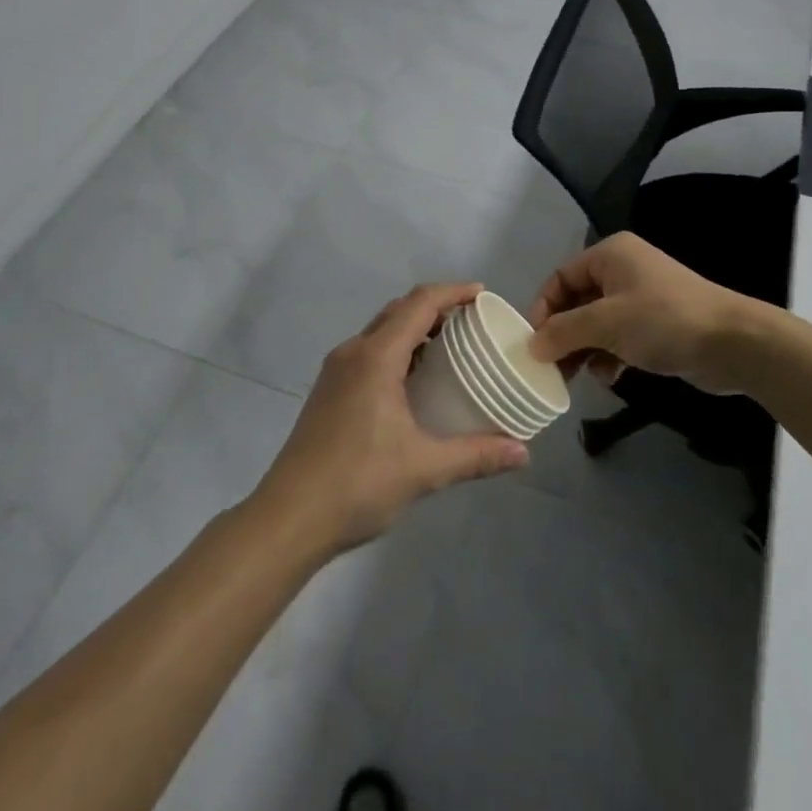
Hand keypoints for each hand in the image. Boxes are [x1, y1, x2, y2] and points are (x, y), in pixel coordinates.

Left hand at [252, 283, 529, 558]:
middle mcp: (353, 353)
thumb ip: (475, 455)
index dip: (453, 292)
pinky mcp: (328, 391)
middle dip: (436, 308)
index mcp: (375, 357)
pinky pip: (368, 352)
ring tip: (449, 349)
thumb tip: (523, 453)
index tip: (483, 294)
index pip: (419, 304)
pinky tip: (414, 382)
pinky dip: (396, 350)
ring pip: (380, 331)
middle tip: (472, 323)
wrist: (288, 518)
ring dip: (414, 329)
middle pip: (398, 311)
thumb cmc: (357, 483)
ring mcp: (335, 371)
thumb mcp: (423, 469)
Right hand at [527, 233, 780, 395]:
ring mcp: (641, 298)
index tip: (532, 343)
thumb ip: (564, 332)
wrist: (733, 343)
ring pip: (596, 323)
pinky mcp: (656, 325)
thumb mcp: (606, 323)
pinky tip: (608, 376)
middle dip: (562, 334)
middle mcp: (623, 271)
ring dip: (583, 349)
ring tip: (574, 377)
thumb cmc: (664, 321)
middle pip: (577, 301)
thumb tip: (532, 345)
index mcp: (610, 255)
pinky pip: (618, 337)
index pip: (561, 277)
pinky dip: (608, 355)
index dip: (543, 308)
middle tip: (548, 367)